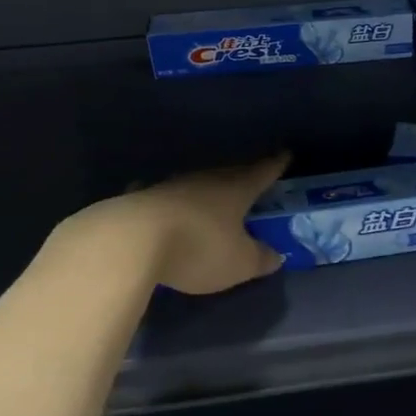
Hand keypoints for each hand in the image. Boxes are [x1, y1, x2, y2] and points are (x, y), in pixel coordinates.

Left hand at [77, 154, 290, 294]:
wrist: (129, 241)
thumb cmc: (198, 247)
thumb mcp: (238, 263)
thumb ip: (259, 259)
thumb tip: (276, 256)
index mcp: (236, 188)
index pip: (262, 171)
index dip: (275, 164)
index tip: (285, 153)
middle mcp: (205, 180)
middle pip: (229, 174)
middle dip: (242, 176)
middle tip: (251, 177)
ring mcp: (170, 186)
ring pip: (196, 183)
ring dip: (206, 190)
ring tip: (212, 196)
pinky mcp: (140, 199)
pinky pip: (164, 197)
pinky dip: (170, 202)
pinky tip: (165, 206)